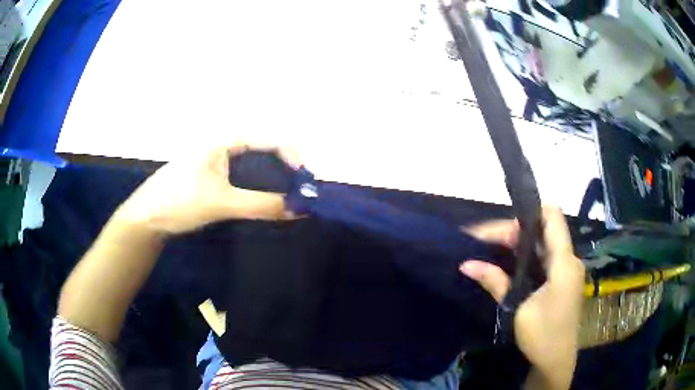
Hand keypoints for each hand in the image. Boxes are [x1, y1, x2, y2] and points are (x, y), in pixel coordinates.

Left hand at [114, 144, 298, 234]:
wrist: (146, 218)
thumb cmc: (180, 201)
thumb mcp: (222, 202)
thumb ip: (261, 205)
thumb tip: (299, 209)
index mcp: (225, 139)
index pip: (270, 140)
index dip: (293, 158)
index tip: (304, 183)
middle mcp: (223, 145)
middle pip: (264, 152)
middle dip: (285, 172)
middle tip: (298, 195)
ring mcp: (216, 161)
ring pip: (254, 167)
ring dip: (272, 182)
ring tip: (285, 201)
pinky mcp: (211, 176)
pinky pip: (243, 178)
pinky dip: (257, 189)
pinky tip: (262, 203)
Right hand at [461, 207, 584, 389]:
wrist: (556, 361)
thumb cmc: (542, 335)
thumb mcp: (518, 309)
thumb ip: (497, 282)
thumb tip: (466, 264)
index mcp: (564, 262)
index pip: (553, 217)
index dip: (529, 213)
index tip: (502, 227)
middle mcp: (569, 259)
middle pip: (543, 230)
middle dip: (514, 231)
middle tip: (484, 242)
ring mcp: (566, 270)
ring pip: (542, 243)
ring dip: (518, 244)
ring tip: (490, 249)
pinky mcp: (562, 280)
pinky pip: (544, 258)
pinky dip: (525, 256)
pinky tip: (508, 263)